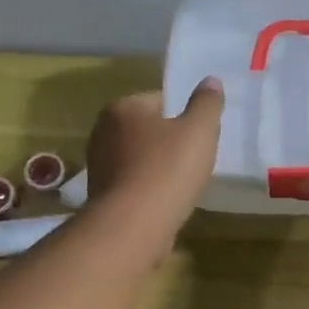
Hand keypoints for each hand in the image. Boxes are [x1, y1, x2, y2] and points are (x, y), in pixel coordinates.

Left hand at [85, 78, 224, 239]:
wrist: (133, 226)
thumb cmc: (168, 171)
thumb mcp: (199, 131)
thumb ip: (207, 104)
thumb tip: (210, 81)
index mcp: (123, 108)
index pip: (160, 100)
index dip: (185, 116)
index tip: (201, 136)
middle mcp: (103, 131)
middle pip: (147, 130)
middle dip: (169, 142)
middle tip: (195, 160)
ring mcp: (98, 165)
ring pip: (139, 159)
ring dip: (158, 168)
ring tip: (182, 185)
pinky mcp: (100, 196)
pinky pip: (133, 184)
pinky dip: (148, 189)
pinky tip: (165, 202)